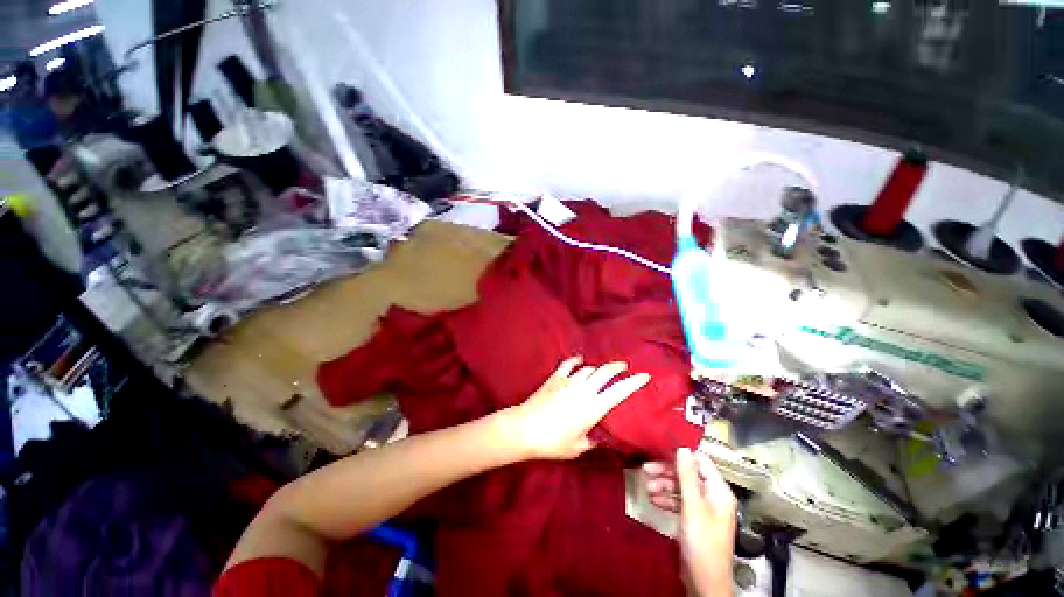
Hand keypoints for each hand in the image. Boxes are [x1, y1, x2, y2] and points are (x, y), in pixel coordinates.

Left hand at [502, 356, 649, 459]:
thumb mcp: (578, 447)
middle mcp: (584, 389)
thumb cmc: (554, 442)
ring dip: (597, 368)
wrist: (526, 428)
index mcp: (594, 407)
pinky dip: (575, 361)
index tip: (644, 376)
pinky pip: (568, 364)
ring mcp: (569, 380)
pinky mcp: (555, 377)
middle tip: (624, 366)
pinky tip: (579, 359)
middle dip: (617, 367)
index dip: (634, 382)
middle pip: (605, 372)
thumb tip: (597, 438)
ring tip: (601, 370)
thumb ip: (591, 441)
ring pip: (589, 369)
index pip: (620, 391)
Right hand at [644, 449, 736, 596]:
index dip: (682, 455)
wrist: (704, 582)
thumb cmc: (702, 541)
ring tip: (647, 489)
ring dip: (664, 486)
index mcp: (718, 491)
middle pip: (688, 475)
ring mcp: (703, 509)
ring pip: (681, 488)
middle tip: (646, 470)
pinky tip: (654, 501)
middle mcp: (712, 496)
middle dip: (667, 472)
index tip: (660, 450)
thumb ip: (687, 476)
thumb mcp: (692, 506)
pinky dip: (667, 500)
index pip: (701, 462)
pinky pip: (680, 503)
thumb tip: (682, 448)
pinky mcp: (694, 520)